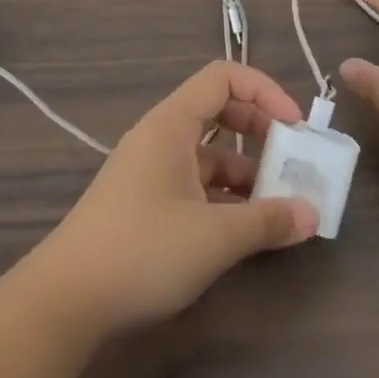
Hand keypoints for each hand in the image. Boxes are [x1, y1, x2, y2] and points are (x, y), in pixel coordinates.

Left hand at [18, 62, 319, 336]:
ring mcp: (150, 170)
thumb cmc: (142, 249)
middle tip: (292, 159)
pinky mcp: (145, 202)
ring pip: (208, 153)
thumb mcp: (214, 237)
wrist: (66, 300)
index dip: (263, 90)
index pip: (223, 77)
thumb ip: (266, 222)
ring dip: (245, 171)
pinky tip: (245, 229)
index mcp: (171, 123)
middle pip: (218, 110)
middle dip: (259, 129)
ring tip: (279, 205)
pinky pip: (195, 182)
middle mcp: (160, 136)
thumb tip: (312, 215)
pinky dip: (224, 196)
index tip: (294, 125)